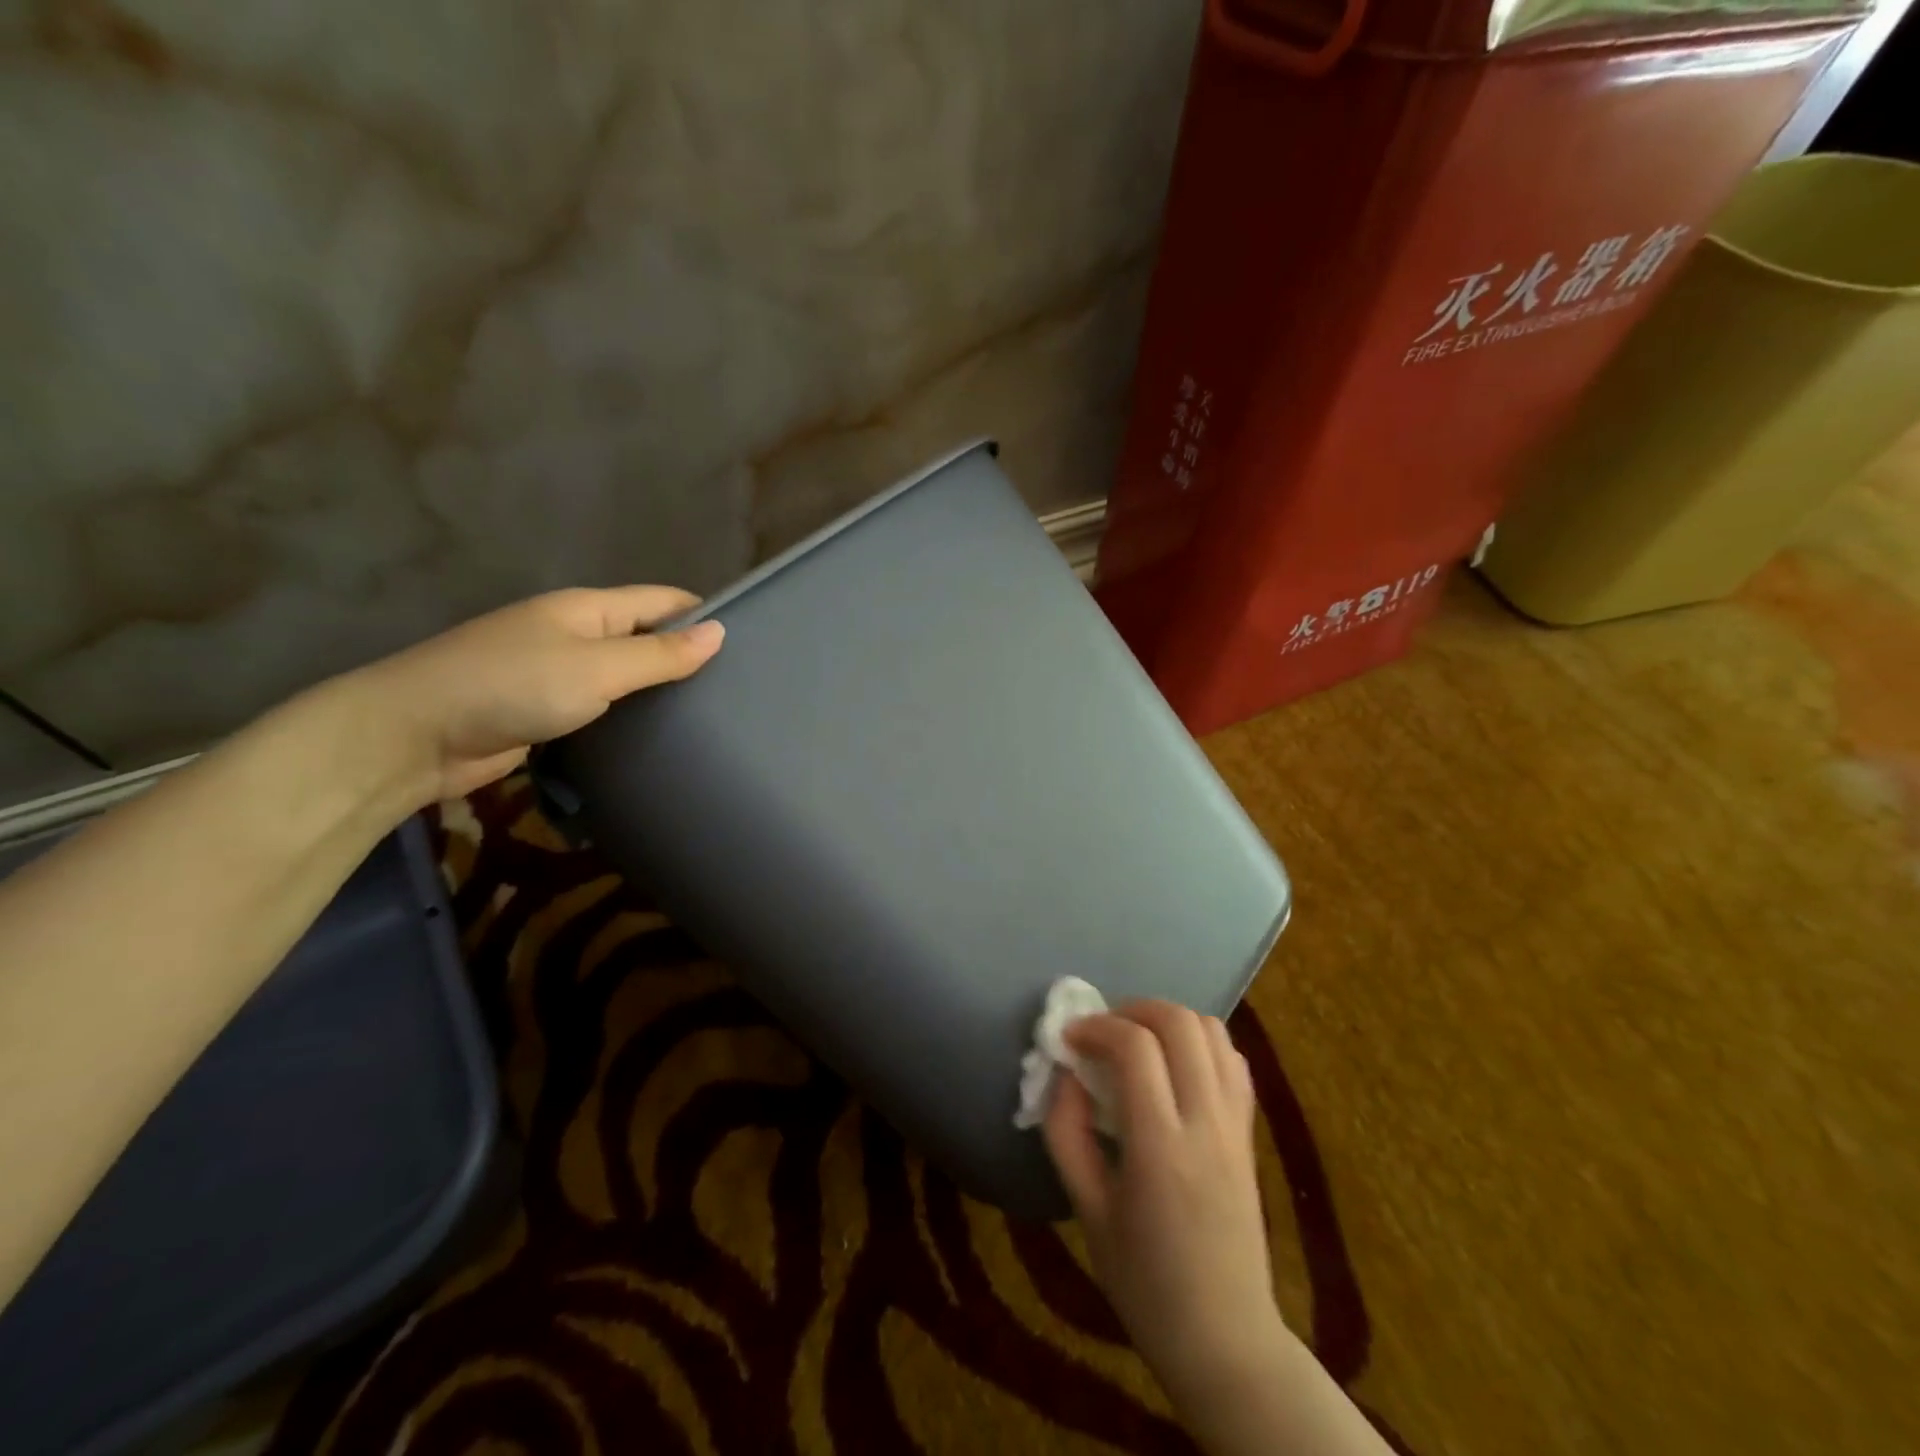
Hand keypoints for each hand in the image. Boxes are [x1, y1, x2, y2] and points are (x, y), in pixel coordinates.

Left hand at [345, 586, 723, 803]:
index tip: (751, 645)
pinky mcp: (545, 711)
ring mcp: (557, 673)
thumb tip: (720, 632)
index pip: (662, 601)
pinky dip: (630, 717)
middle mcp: (576, 634)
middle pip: (646, 636)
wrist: (414, 736)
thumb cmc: (511, 686)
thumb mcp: (596, 667)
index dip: (704, 615)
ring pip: (624, 675)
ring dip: (658, 690)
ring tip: (712, 716)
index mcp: (588, 609)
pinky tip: (659, 737)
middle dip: (687, 656)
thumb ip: (659, 654)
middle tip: (739, 690)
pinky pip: (602, 707)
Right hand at [1044, 1001, 1289, 1409]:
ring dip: (1168, 1020)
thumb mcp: (1087, 1211)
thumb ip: (1067, 1133)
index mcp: (1160, 1147)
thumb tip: (1064, 1074)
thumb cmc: (1144, 1282)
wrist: (1225, 1338)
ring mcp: (1235, 1124)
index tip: (1069, 1039)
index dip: (1096, 1027)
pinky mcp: (1249, 1132)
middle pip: (1179, 1023)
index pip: (1135, 1047)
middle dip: (1133, 1009)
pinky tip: (1174, 1065)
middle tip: (1102, 1032)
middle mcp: (1205, 1122)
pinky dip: (1200, 1042)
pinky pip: (1232, 1060)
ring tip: (1136, 1041)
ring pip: (1212, 1030)